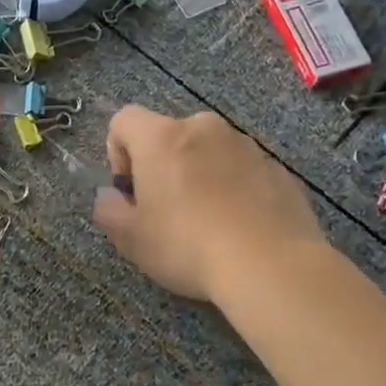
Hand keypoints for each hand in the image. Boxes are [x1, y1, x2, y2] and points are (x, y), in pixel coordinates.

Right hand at [92, 106, 325, 299]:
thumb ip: (108, 210)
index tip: (129, 190)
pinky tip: (238, 228)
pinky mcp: (277, 168)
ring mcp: (246, 145)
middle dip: (161, 165)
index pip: (124, 119)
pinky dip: (232, 188)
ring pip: (208, 151)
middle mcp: (204, 128)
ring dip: (198, 175)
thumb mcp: (131, 238)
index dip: (116, 151)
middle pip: (168, 135)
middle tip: (164, 210)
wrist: (272, 266)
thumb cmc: (188, 246)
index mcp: (162, 137)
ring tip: (206, 222)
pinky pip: (241, 170)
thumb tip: (110, 196)